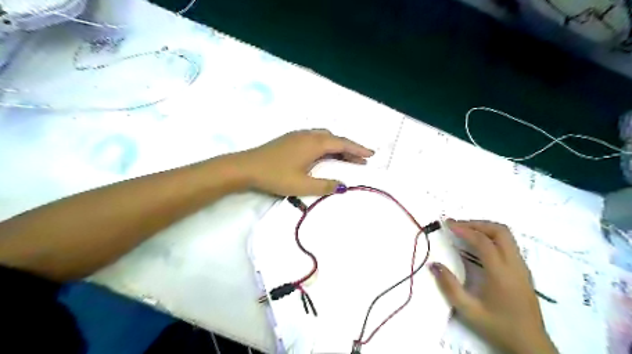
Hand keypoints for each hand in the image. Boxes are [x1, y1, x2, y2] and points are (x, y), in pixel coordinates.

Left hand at [237, 129, 374, 196]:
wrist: (246, 167)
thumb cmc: (275, 176)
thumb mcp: (302, 185)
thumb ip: (325, 185)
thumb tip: (343, 186)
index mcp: (314, 144)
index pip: (342, 144)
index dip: (358, 149)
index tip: (371, 154)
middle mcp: (308, 135)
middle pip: (335, 139)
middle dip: (349, 149)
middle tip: (360, 160)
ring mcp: (298, 136)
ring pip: (324, 138)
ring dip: (337, 147)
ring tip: (344, 159)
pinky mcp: (290, 139)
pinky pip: (315, 139)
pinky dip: (325, 146)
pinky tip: (323, 155)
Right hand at [430, 219, 556, 352]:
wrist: (531, 345)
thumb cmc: (498, 327)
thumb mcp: (468, 310)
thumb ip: (449, 286)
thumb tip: (434, 264)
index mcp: (501, 274)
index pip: (484, 241)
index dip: (464, 229)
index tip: (448, 224)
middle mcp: (515, 265)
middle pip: (500, 231)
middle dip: (477, 223)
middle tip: (458, 226)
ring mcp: (522, 267)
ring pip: (507, 235)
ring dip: (485, 228)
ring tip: (466, 231)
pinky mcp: (524, 270)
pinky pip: (509, 244)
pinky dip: (492, 236)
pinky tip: (479, 244)